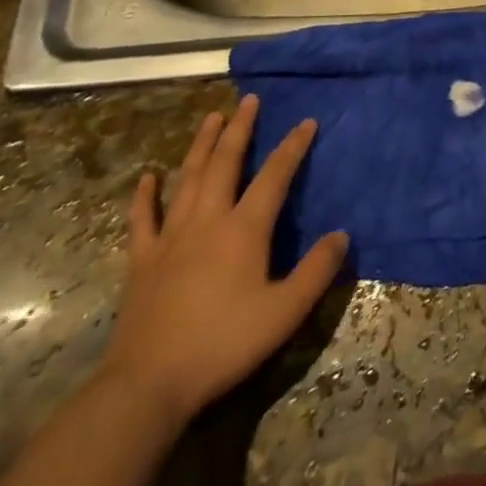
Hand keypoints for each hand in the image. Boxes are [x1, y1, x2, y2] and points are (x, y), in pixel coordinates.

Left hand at [98, 96, 349, 426]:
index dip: (293, 147)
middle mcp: (208, 221)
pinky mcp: (143, 260)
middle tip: (249, 100)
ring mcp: (171, 238)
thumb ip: (317, 271)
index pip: (275, 176)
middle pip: (226, 163)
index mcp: (244, 230)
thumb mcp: (285, 312)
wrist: (149, 384)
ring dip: (202, 145)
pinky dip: (146, 195)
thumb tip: (342, 234)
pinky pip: (144, 219)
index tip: (307, 121)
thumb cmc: (224, 344)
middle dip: (240, 129)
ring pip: (188, 179)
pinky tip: (148, 177)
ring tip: (211, 117)